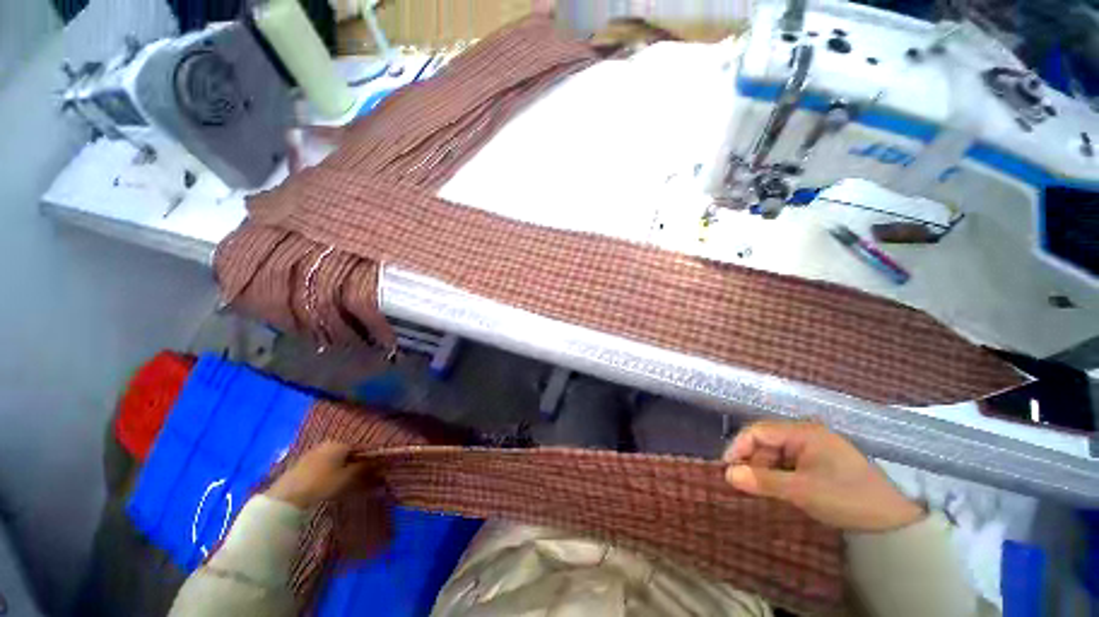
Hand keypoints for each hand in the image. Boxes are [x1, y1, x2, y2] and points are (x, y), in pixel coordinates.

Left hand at [266, 442, 365, 509]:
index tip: (373, 470)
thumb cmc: (322, 484)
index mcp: (340, 443)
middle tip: (359, 478)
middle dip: (353, 463)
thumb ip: (363, 468)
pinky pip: (321, 465)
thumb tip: (377, 462)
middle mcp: (327, 444)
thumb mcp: (347, 477)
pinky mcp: (301, 464)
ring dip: (340, 468)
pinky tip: (328, 484)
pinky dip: (328, 472)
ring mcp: (312, 453)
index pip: (360, 448)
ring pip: (333, 459)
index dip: (368, 459)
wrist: (287, 497)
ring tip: (344, 483)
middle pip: (346, 453)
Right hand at [723, 421, 924, 531]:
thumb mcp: (802, 491)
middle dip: (751, 461)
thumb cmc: (847, 496)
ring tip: (759, 491)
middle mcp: (804, 434)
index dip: (738, 447)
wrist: (895, 518)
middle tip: (743, 485)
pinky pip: (788, 464)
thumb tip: (728, 474)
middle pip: (765, 442)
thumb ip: (763, 481)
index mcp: (801, 432)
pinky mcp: (818, 462)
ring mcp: (812, 448)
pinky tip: (777, 490)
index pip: (757, 431)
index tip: (726, 469)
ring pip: (775, 454)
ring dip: (764, 470)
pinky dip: (778, 476)